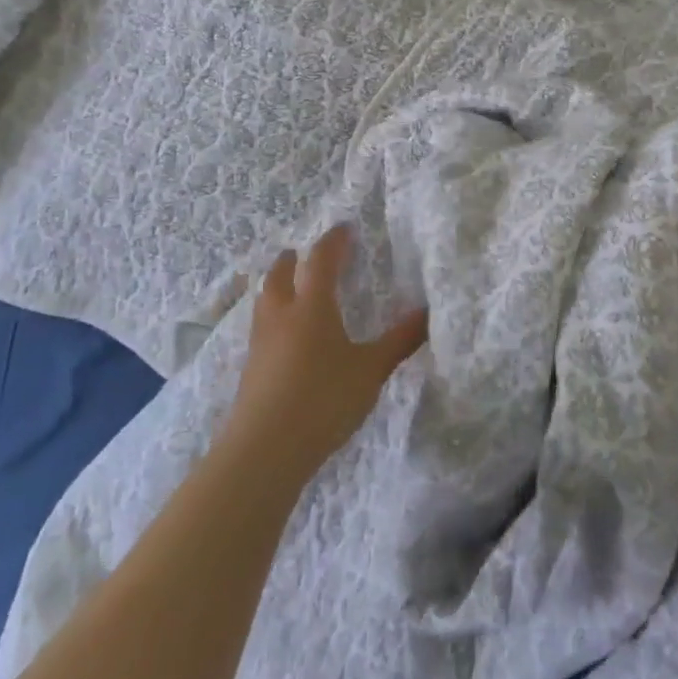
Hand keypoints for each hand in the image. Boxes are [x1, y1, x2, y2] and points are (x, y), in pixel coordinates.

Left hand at [226, 225, 427, 476]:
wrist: (265, 450)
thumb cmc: (323, 399)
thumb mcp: (370, 370)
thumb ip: (398, 341)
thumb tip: (427, 312)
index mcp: (312, 306)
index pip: (321, 261)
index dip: (333, 242)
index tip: (344, 228)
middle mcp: (282, 316)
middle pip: (281, 276)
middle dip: (293, 260)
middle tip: (302, 253)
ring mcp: (260, 343)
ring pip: (265, 301)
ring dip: (276, 285)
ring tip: (287, 286)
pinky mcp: (250, 370)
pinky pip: (260, 328)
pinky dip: (272, 316)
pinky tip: (281, 335)